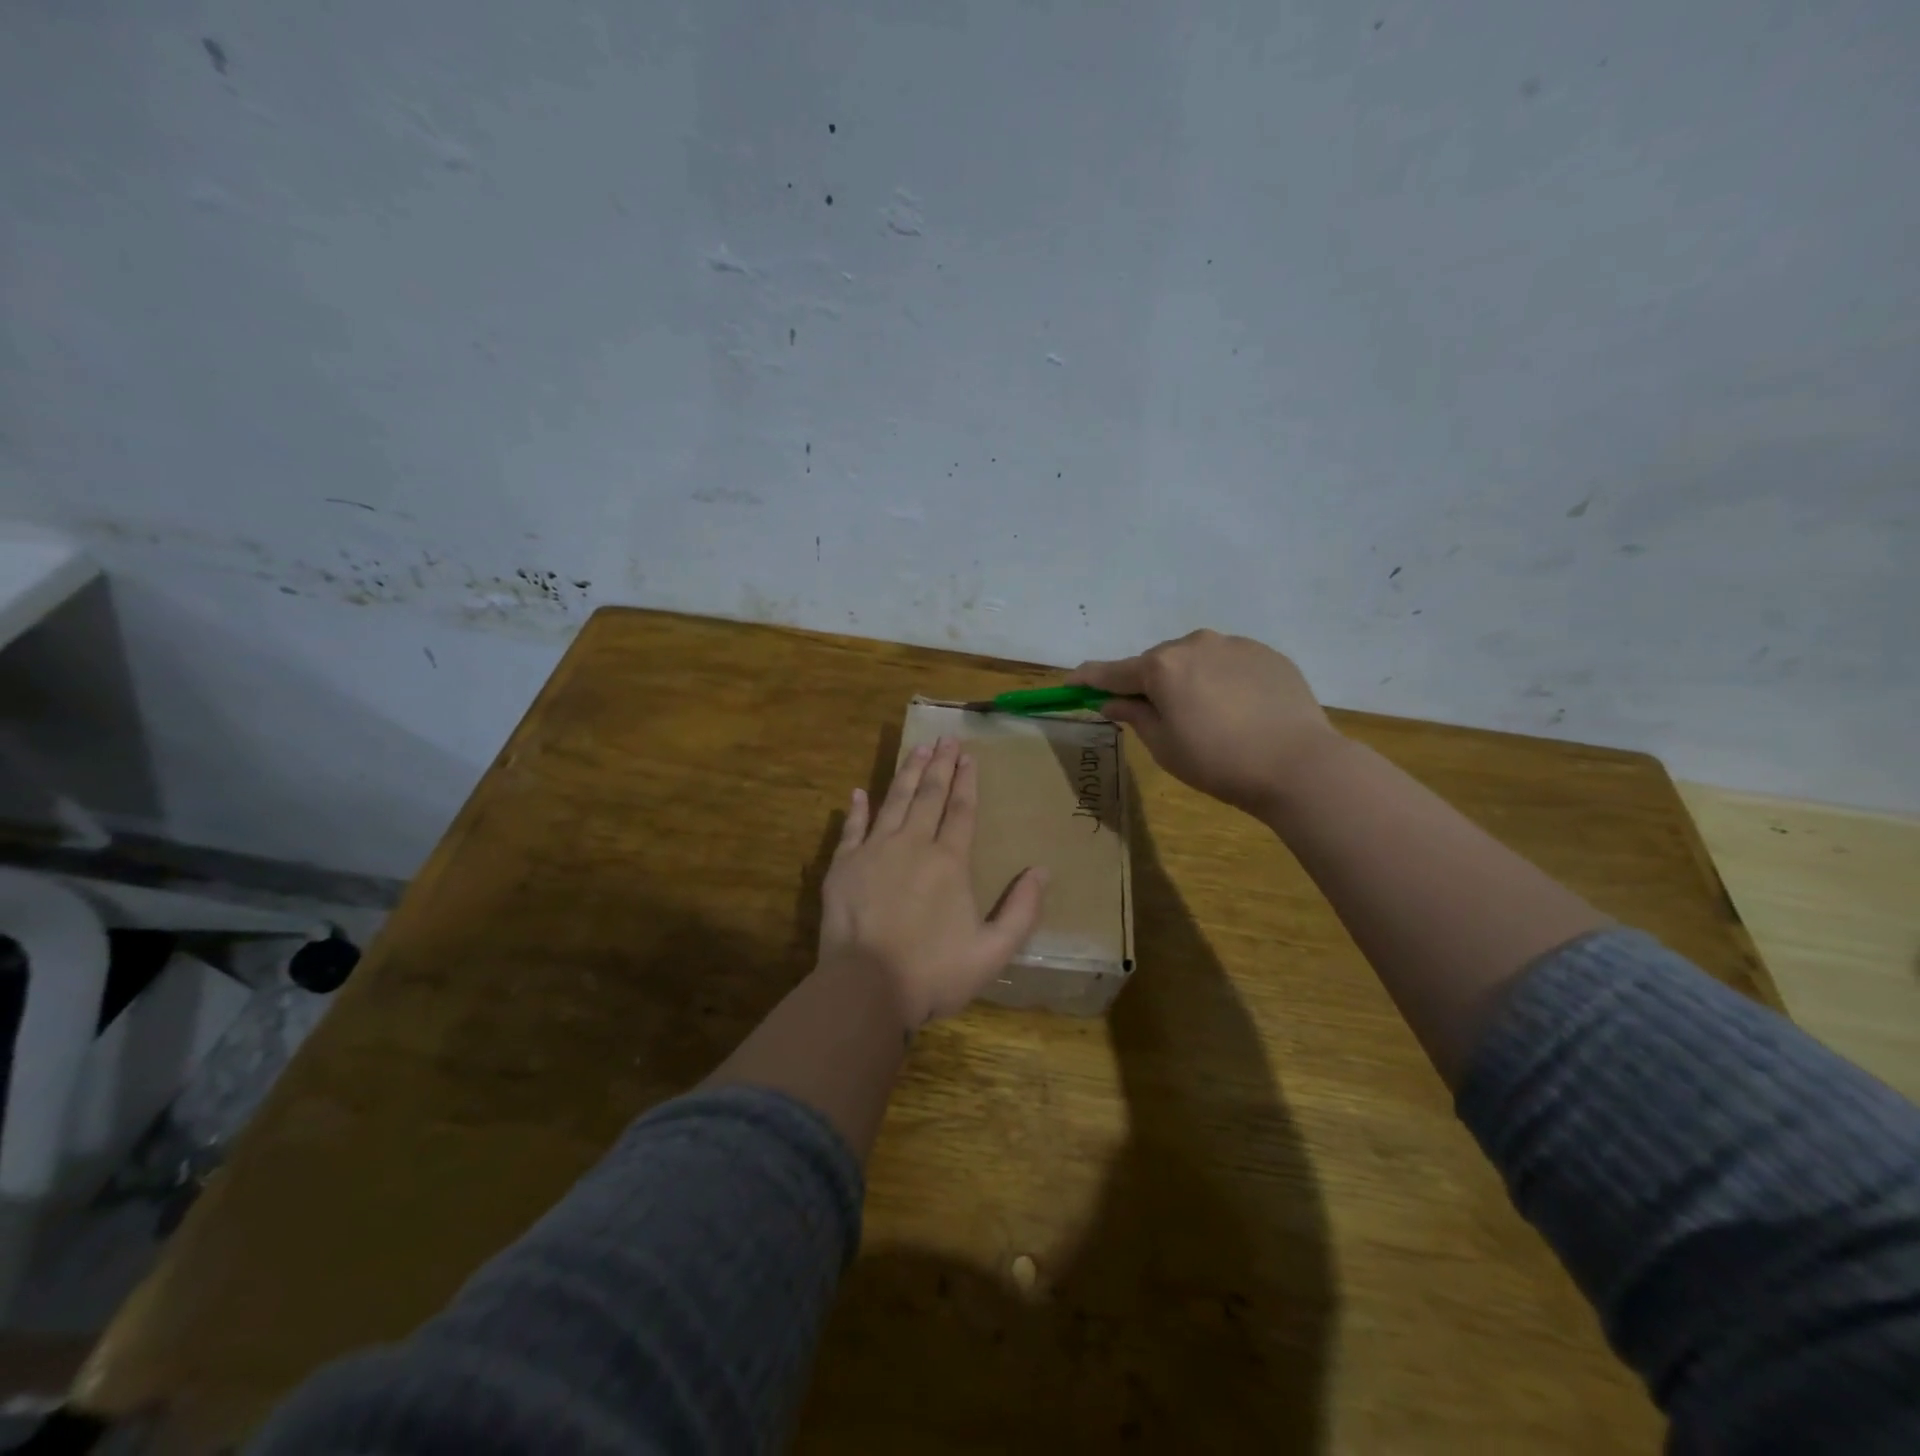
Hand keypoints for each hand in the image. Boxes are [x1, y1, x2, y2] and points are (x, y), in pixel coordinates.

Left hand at [819, 736, 1048, 1026]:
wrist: (865, 988)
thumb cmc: (933, 973)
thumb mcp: (992, 952)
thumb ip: (1021, 911)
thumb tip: (1042, 871)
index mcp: (949, 862)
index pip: (961, 810)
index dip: (967, 782)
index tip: (969, 755)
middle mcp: (912, 845)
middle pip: (929, 796)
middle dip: (940, 765)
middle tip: (945, 739)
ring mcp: (874, 851)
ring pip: (894, 801)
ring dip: (907, 773)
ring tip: (917, 749)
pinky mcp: (843, 865)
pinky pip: (852, 828)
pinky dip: (857, 808)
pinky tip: (860, 792)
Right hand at [1072, 630, 1345, 817]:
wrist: (1299, 764)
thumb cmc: (1218, 762)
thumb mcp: (1164, 746)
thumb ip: (1134, 716)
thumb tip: (1112, 701)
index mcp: (1162, 667)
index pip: (1112, 671)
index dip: (1088, 679)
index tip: (1070, 683)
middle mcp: (1194, 643)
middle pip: (1157, 662)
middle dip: (1148, 683)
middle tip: (1154, 715)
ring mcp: (1234, 644)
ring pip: (1195, 659)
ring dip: (1187, 679)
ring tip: (1204, 715)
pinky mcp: (1266, 654)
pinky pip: (1229, 663)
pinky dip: (1221, 680)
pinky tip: (1237, 710)